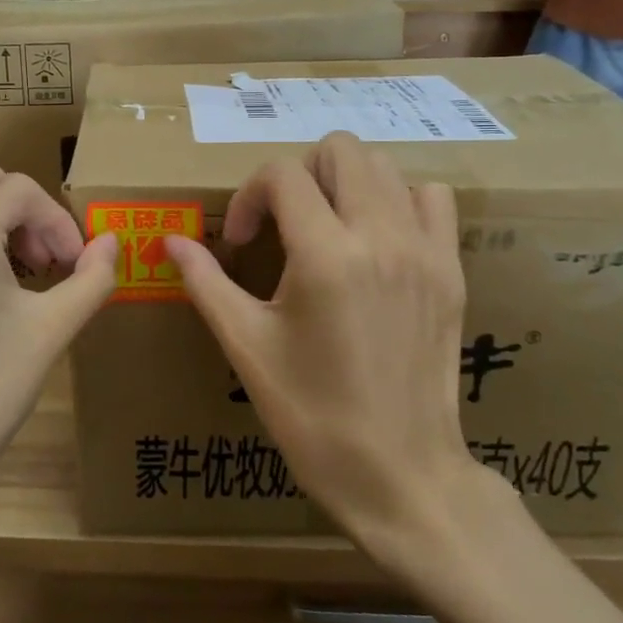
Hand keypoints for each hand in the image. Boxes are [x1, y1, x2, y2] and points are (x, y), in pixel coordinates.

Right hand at [164, 134, 493, 557]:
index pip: (282, 174)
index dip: (248, 196)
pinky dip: (399, 199)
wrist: (399, 473)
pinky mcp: (451, 271)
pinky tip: (375, 238)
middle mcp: (381, 237)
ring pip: (385, 166)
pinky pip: (432, 199)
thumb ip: (206, 282)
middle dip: (298, 174)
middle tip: (282, 223)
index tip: (241, 241)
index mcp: (325, 255)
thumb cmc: (312, 415)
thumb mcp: (247, 346)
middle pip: (339, 149)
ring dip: (345, 182)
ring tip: (325, 226)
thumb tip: (170, 241)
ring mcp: (425, 251)